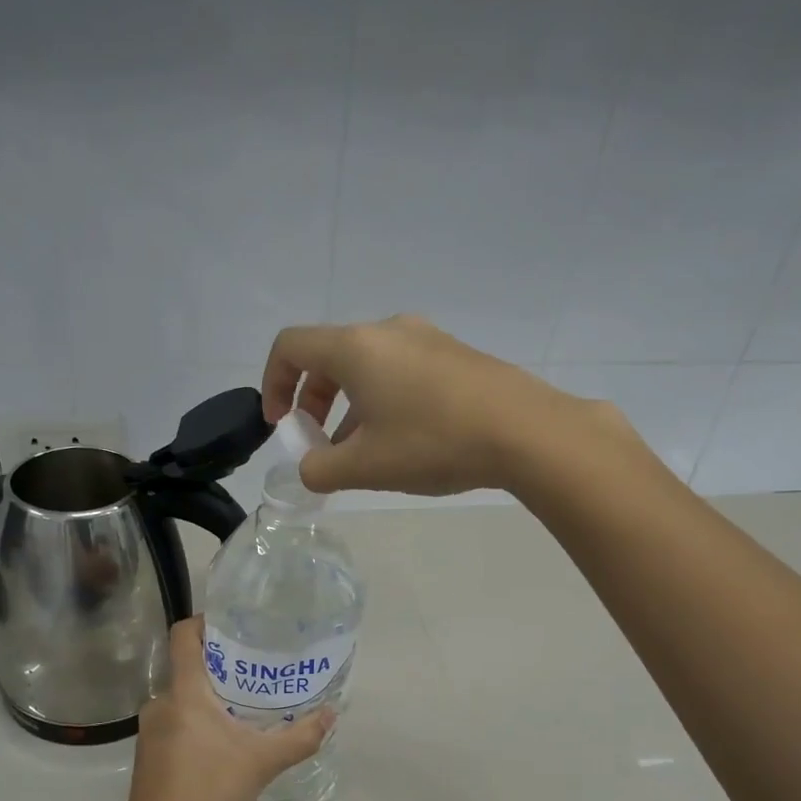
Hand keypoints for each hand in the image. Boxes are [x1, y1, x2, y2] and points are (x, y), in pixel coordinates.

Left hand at [119, 617, 334, 800]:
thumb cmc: (208, 789)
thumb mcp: (262, 762)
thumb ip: (300, 737)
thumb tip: (332, 714)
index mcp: (184, 692)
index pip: (183, 635)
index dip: (204, 621)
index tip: (232, 625)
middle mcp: (161, 701)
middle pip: (187, 666)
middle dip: (220, 666)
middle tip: (255, 670)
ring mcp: (150, 728)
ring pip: (182, 697)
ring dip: (209, 698)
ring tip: (242, 708)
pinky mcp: (148, 752)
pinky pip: (174, 721)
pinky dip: (196, 721)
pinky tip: (221, 743)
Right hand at [260, 315, 595, 495]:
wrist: (526, 430)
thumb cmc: (434, 443)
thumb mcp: (366, 467)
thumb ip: (320, 470)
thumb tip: (310, 468)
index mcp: (356, 347)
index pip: (291, 346)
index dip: (273, 384)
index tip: (282, 425)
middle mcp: (388, 330)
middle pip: (329, 356)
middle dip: (313, 401)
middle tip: (319, 444)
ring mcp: (427, 338)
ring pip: (368, 367)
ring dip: (350, 406)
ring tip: (362, 453)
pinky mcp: (455, 354)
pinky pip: (401, 371)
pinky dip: (383, 400)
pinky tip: (404, 441)